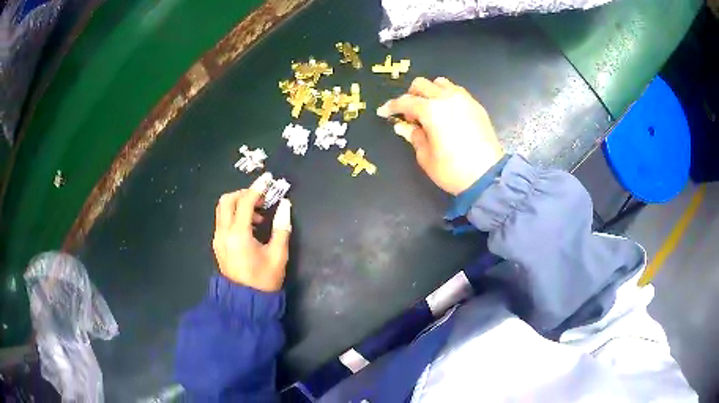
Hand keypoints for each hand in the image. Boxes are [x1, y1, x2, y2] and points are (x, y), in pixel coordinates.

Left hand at [212, 173, 291, 291]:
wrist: (245, 302)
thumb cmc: (264, 280)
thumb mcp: (278, 255)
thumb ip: (282, 227)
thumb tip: (285, 205)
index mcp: (239, 235)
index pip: (246, 202)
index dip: (258, 187)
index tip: (269, 178)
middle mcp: (224, 233)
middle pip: (227, 200)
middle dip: (244, 193)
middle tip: (262, 198)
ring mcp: (218, 239)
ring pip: (223, 209)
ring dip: (239, 204)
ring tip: (260, 215)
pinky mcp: (218, 244)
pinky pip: (223, 220)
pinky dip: (235, 215)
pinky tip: (251, 226)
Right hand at [377, 77, 504, 194]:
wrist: (488, 176)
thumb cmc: (452, 170)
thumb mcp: (426, 157)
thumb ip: (413, 136)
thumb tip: (403, 127)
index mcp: (431, 110)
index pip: (405, 101)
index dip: (392, 106)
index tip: (383, 112)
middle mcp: (447, 98)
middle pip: (422, 84)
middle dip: (411, 96)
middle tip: (410, 114)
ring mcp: (464, 100)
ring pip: (441, 83)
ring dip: (430, 92)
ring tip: (431, 110)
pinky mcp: (476, 106)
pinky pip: (457, 92)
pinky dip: (447, 96)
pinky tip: (448, 113)